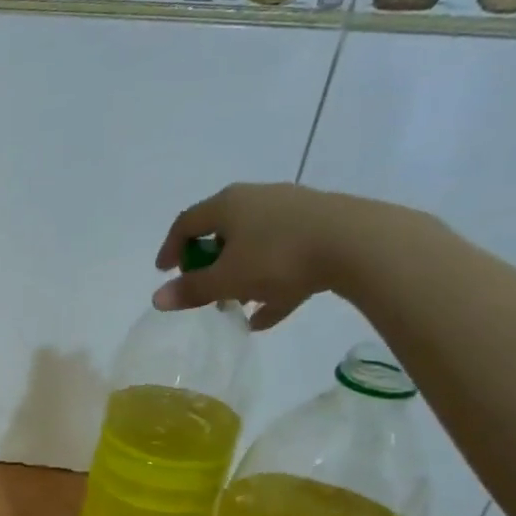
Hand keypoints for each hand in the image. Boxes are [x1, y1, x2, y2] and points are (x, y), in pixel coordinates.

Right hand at [152, 182, 428, 330]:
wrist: (358, 244)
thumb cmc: (278, 257)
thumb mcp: (228, 280)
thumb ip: (192, 290)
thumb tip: (157, 299)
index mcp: (229, 205)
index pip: (187, 222)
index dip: (171, 248)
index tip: (164, 272)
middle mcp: (258, 199)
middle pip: (223, 231)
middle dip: (209, 263)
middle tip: (202, 288)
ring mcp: (293, 211)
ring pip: (256, 245)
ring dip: (240, 276)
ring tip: (236, 308)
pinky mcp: (321, 227)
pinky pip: (285, 256)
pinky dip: (271, 283)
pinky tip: (267, 316)